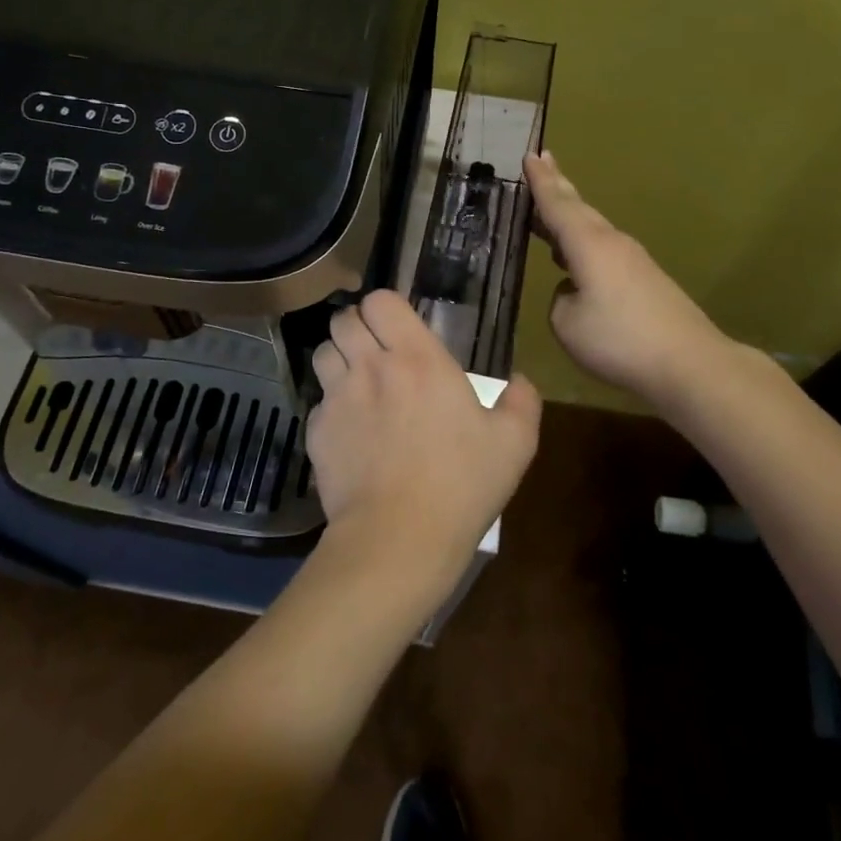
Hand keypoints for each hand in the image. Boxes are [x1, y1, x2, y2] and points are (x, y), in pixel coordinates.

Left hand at [308, 290, 541, 606]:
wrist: (398, 539)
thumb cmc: (460, 484)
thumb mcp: (513, 444)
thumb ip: (522, 403)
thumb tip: (520, 380)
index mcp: (417, 358)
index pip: (380, 301)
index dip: (385, 307)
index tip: (399, 327)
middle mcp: (371, 367)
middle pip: (343, 319)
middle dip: (357, 327)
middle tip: (376, 350)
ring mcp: (338, 398)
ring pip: (323, 353)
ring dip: (339, 358)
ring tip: (357, 381)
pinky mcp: (318, 432)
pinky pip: (318, 401)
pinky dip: (331, 406)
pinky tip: (350, 430)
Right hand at [525, 150, 733, 407]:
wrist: (690, 363)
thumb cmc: (620, 340)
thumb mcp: (567, 324)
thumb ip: (560, 300)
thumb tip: (573, 290)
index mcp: (588, 245)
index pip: (557, 205)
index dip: (540, 181)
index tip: (530, 154)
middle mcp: (611, 243)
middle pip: (578, 209)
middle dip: (557, 187)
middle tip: (541, 162)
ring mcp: (632, 260)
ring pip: (592, 229)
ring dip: (569, 217)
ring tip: (547, 213)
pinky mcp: (645, 280)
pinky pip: (604, 251)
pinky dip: (582, 244)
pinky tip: (574, 261)